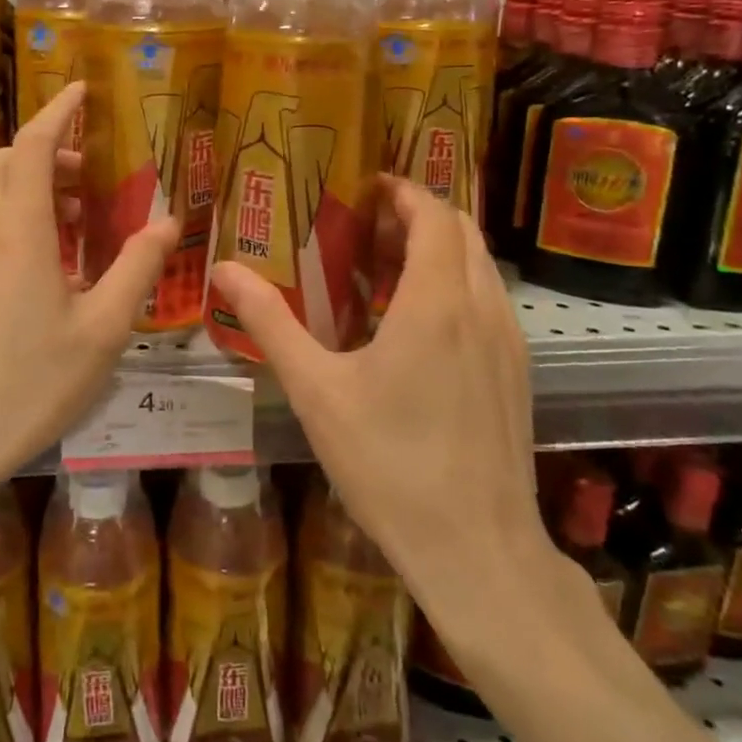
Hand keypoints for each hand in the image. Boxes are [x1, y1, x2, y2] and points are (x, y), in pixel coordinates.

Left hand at [0, 82, 178, 495]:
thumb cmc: (33, 383)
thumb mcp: (103, 328)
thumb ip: (137, 268)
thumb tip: (169, 224)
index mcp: (19, 232)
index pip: (34, 146)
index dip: (58, 111)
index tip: (83, 90)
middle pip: (6, 161)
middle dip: (47, 150)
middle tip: (90, 173)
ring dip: (32, 185)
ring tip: (78, 220)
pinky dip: (15, 215)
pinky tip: (48, 262)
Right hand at [210, 178, 556, 624]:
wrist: (478, 552)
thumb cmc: (389, 464)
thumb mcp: (316, 390)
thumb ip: (270, 322)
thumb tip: (224, 270)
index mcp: (436, 302)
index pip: (433, 215)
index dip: (403, 191)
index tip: (365, 188)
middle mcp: (482, 309)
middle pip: (462, 232)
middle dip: (417, 216)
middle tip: (366, 226)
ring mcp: (509, 342)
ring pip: (480, 267)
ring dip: (438, 251)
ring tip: (384, 269)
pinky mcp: (518, 373)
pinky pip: (488, 302)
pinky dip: (455, 285)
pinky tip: (414, 326)